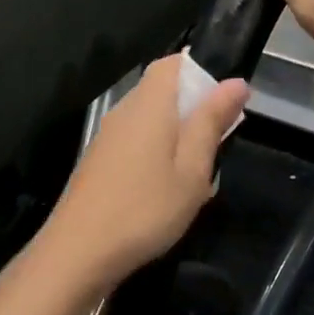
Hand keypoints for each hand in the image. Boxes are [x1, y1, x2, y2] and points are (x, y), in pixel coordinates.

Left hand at [35, 55, 250, 289]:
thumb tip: (234, 82)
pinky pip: (135, 140)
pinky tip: (165, 188)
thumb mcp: (192, 169)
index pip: (173, 62)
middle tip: (217, 144)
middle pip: (162, 89)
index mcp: (149, 104)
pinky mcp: (99, 160)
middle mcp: (124, 110)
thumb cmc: (146, 208)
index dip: (201, 72)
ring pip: (149, 118)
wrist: (79, 251)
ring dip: (176, 134)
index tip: (224, 103)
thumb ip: (211, 122)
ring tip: (195, 171)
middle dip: (193, 107)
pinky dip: (156, 151)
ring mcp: (107, 136)